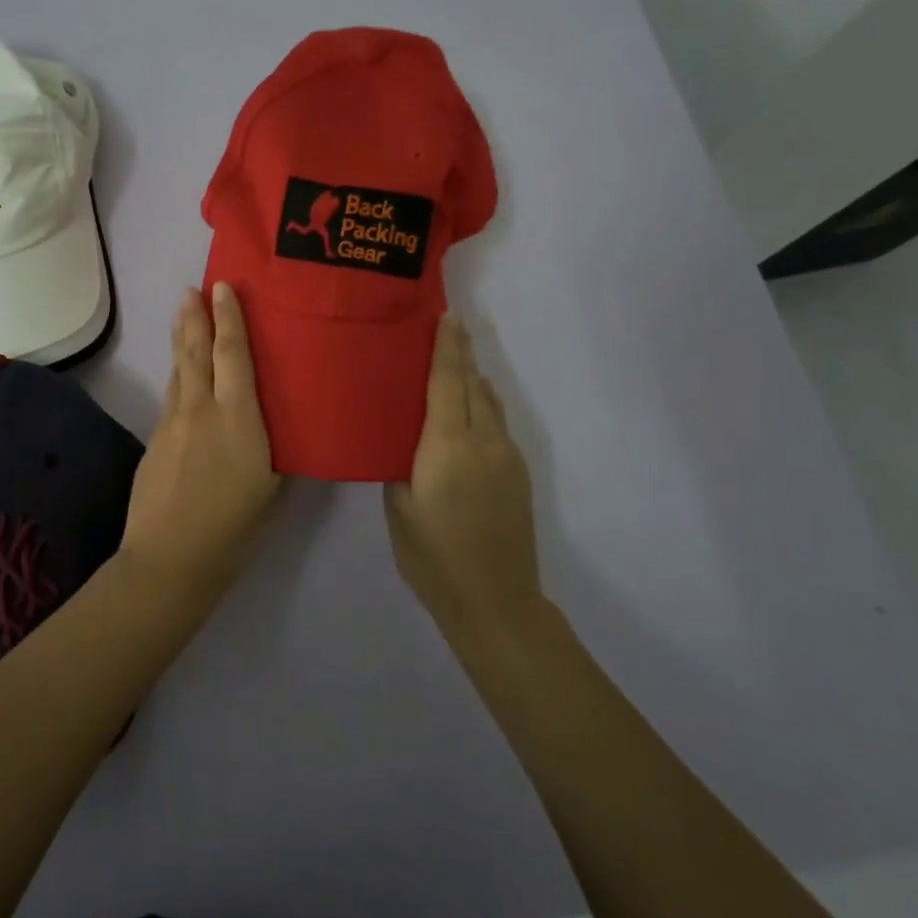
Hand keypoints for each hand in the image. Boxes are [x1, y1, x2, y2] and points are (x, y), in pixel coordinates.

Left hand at [121, 283, 280, 604]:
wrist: (169, 559)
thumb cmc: (233, 530)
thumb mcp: (271, 490)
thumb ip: (271, 451)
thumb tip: (273, 430)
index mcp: (239, 420)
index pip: (233, 356)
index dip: (229, 319)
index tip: (222, 288)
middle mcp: (203, 410)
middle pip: (197, 352)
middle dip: (196, 317)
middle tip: (193, 289)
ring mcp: (173, 422)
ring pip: (180, 369)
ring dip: (182, 338)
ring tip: (184, 313)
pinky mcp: (156, 438)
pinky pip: (171, 394)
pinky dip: (178, 372)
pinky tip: (181, 372)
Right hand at [385, 315, 541, 637]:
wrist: (496, 601)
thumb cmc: (434, 557)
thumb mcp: (399, 509)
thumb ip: (401, 465)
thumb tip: (407, 440)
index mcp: (448, 446)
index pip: (448, 382)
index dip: (446, 347)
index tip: (446, 316)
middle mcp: (483, 441)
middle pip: (472, 384)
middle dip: (461, 353)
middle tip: (449, 326)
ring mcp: (506, 457)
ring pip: (489, 402)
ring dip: (473, 377)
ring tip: (457, 361)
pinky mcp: (518, 474)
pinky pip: (498, 423)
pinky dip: (482, 403)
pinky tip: (472, 407)